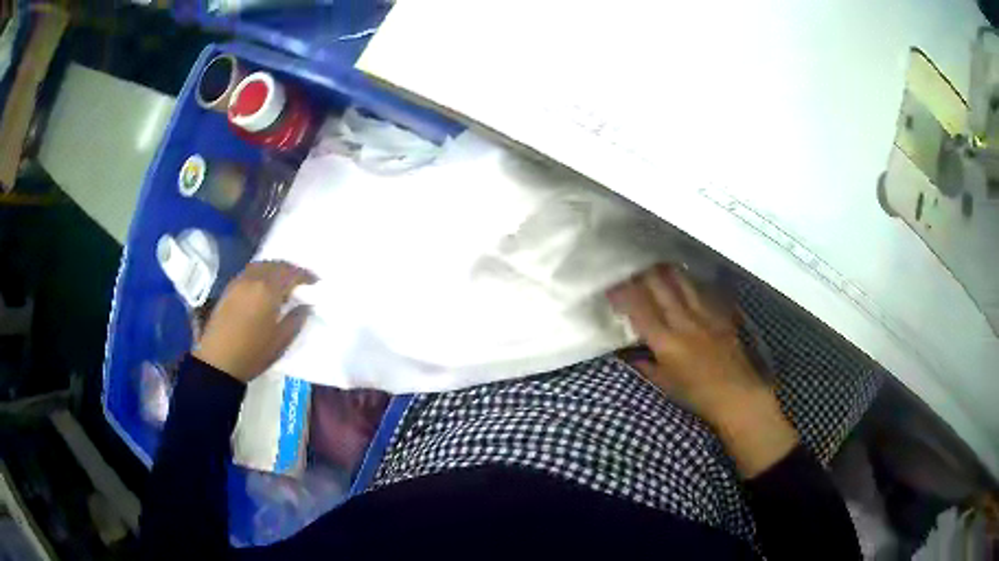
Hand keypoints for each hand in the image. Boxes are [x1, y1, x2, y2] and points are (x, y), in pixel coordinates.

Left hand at [193, 261, 316, 382]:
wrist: (218, 361)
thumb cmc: (253, 353)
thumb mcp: (281, 341)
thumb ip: (296, 319)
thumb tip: (305, 306)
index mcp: (268, 290)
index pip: (291, 274)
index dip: (305, 275)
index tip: (316, 281)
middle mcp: (253, 279)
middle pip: (275, 265)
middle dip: (290, 269)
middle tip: (301, 279)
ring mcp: (238, 282)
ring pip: (261, 265)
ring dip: (275, 269)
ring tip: (283, 281)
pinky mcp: (228, 289)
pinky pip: (249, 272)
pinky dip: (261, 273)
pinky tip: (263, 287)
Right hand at [607, 264, 796, 476]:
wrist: (737, 395)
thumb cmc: (698, 396)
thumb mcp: (667, 386)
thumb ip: (647, 368)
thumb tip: (631, 357)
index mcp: (666, 343)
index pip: (640, 311)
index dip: (624, 295)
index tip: (612, 285)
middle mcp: (684, 323)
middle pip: (662, 290)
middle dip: (645, 276)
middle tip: (633, 266)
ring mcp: (705, 317)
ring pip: (685, 286)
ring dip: (669, 273)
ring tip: (660, 263)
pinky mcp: (721, 317)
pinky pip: (706, 294)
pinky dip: (694, 286)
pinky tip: (692, 281)